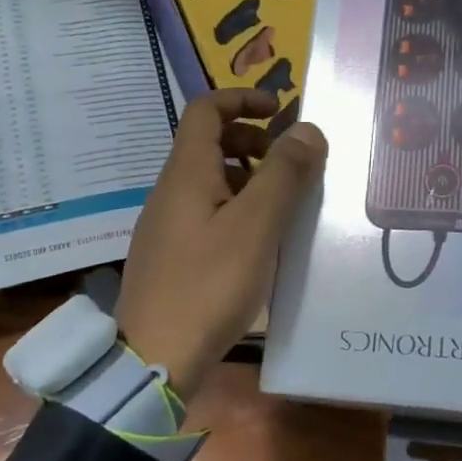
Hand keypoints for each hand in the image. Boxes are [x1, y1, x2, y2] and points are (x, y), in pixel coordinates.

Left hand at [114, 89, 327, 399]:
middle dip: (253, 141)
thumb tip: (308, 129)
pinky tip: (261, 242)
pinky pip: (208, 211)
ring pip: (211, 180)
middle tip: (290, 163)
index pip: (206, 110)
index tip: (281, 110)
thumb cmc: (208, 285)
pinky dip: (238, 208)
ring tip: (284, 204)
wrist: (153, 361)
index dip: (243, 99)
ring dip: (250, 177)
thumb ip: (284, 174)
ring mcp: (168, 224)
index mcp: (187, 173)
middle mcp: (172, 190)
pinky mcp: (173, 254)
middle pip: (210, 143)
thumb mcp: (256, 226)